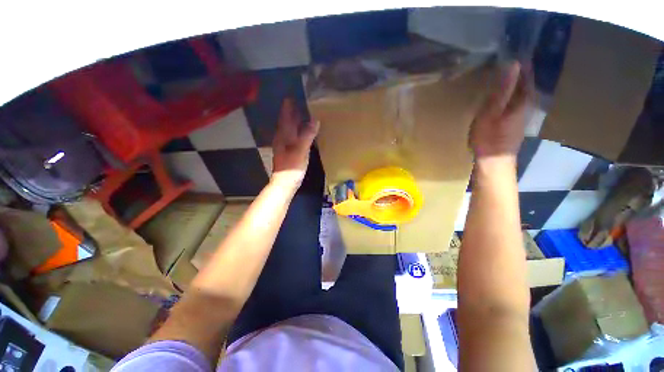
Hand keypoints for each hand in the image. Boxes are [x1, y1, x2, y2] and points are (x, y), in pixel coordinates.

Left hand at [271, 98, 319, 187]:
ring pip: (289, 131)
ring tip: (302, 115)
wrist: (284, 183)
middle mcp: (282, 139)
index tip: (291, 97)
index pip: (285, 118)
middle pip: (286, 123)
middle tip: (298, 104)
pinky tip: (302, 133)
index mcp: (284, 136)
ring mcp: (285, 147)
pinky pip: (293, 138)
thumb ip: (307, 135)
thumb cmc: (292, 167)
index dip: (288, 108)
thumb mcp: (300, 150)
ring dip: (294, 122)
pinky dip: (297, 132)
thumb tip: (315, 120)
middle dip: (291, 113)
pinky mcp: (289, 153)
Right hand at [470, 62, 531, 158]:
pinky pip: (513, 100)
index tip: (512, 47)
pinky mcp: (514, 120)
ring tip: (500, 70)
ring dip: (512, 80)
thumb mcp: (492, 113)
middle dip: (517, 69)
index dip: (522, 60)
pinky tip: (500, 92)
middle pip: (525, 81)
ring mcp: (521, 113)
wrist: (493, 162)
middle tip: (504, 56)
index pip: (527, 73)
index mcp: (524, 100)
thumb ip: (502, 90)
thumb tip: (514, 64)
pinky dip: (508, 92)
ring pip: (519, 91)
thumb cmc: (489, 138)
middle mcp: (527, 104)